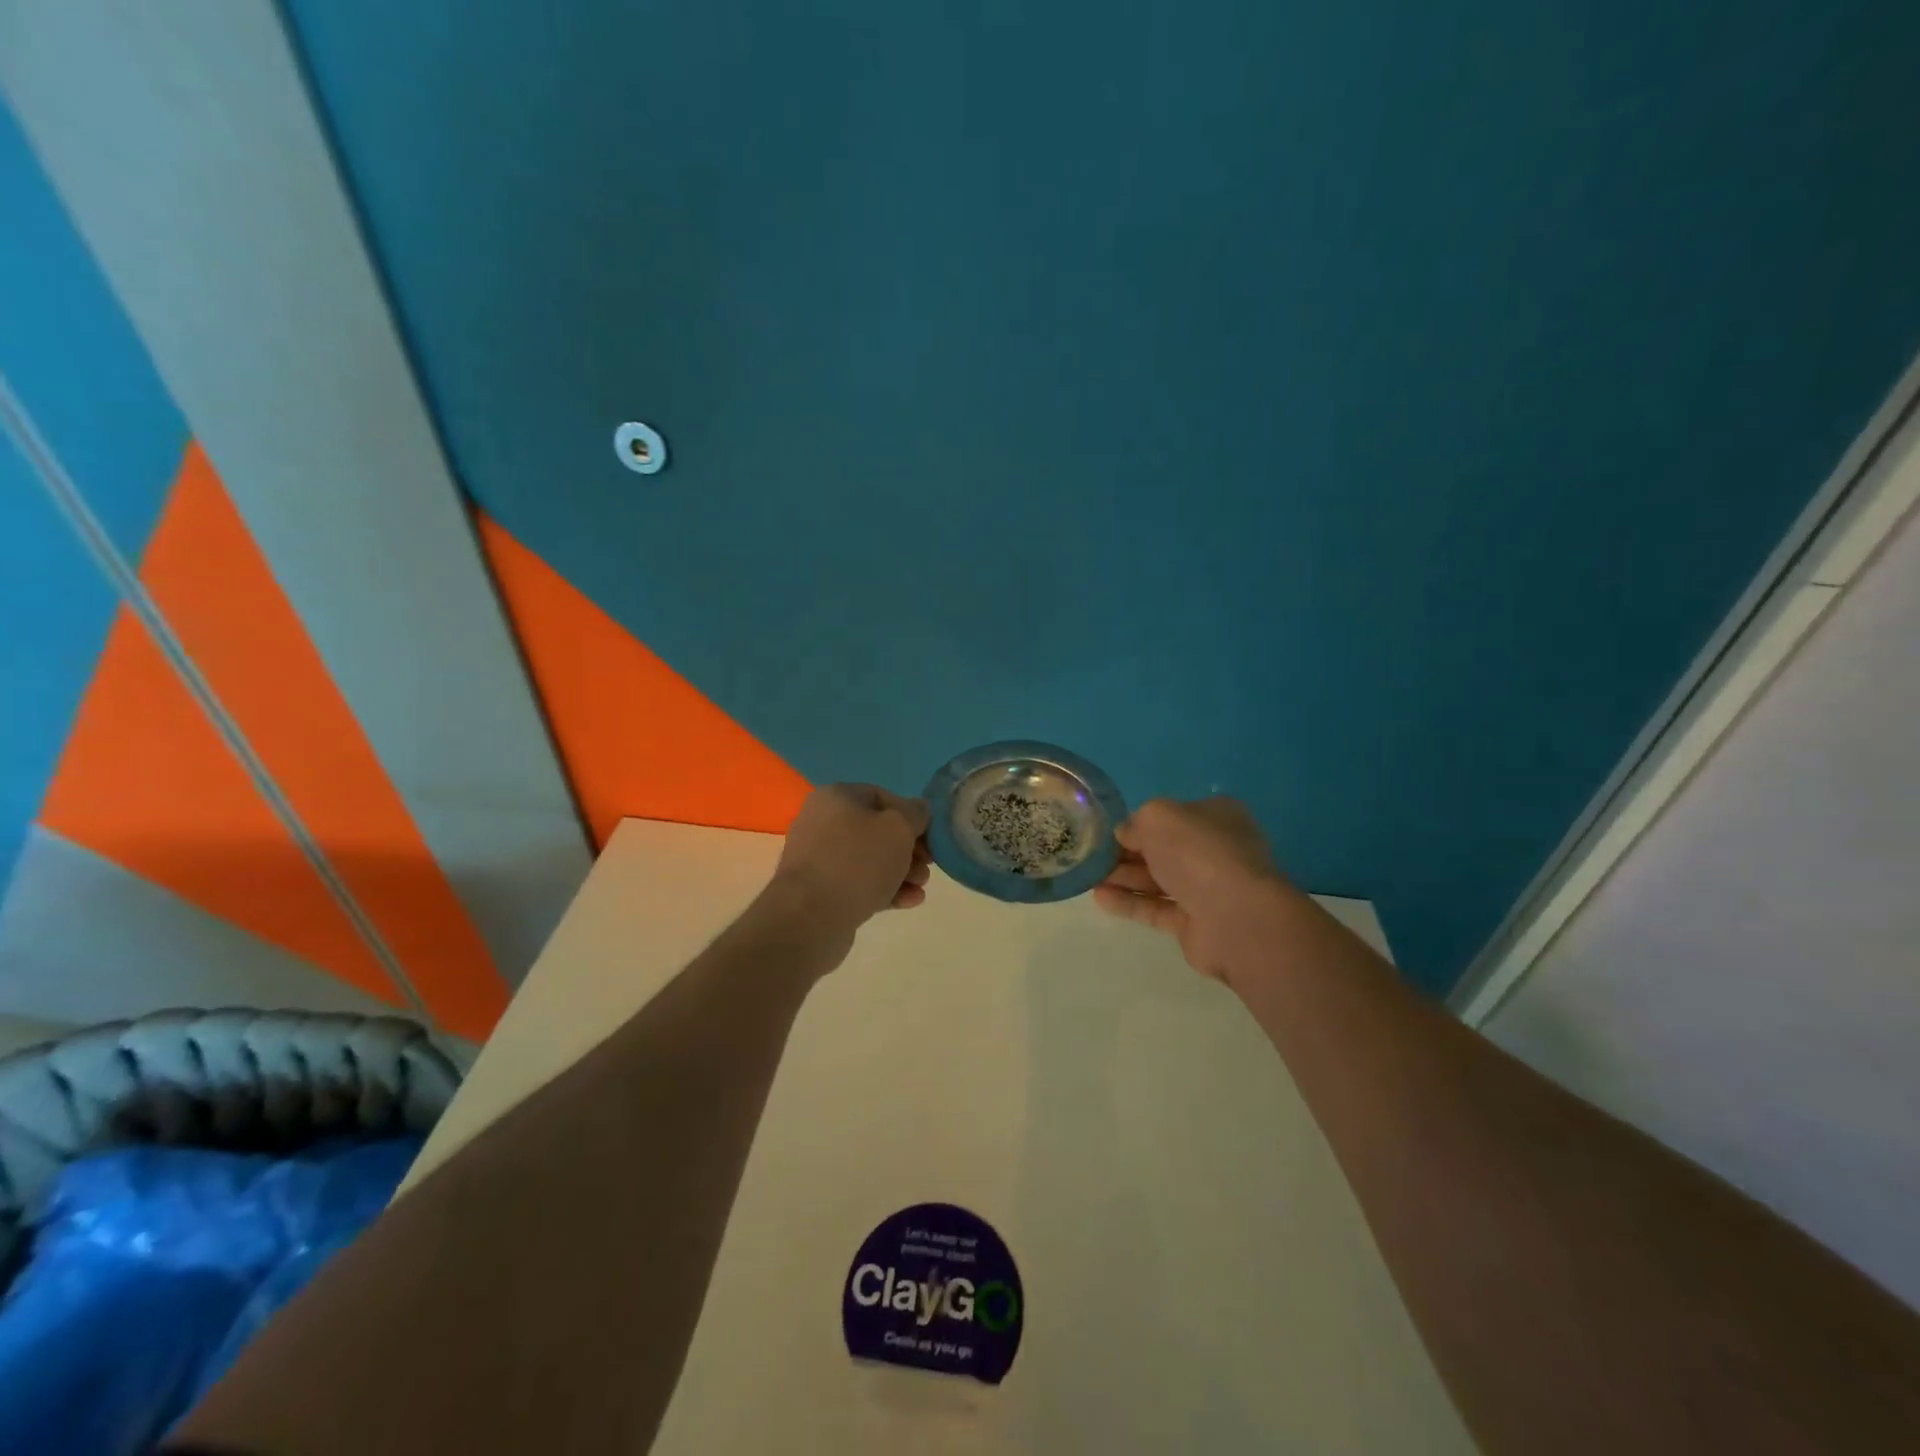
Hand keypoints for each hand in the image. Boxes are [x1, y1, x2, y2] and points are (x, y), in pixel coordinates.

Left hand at [770, 784, 931, 941]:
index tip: (930, 837)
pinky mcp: (821, 891)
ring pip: (870, 860)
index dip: (911, 815)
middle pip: (877, 830)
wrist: (810, 918)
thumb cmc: (857, 862)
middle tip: (928, 865)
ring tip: (921, 887)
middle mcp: (822, 822)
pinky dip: (885, 889)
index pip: (882, 796)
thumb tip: (918, 810)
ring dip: (901, 872)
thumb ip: (915, 814)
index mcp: (836, 797)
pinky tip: (909, 901)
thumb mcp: (898, 829)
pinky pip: (859, 884)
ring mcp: (819, 859)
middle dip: (909, 849)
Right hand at [1093, 797, 1287, 981]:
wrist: (1235, 916)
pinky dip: (1129, 903)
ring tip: (1088, 878)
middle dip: (1127, 853)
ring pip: (1158, 880)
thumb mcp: (1157, 817)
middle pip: (1163, 849)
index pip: (1172, 816)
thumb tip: (1125, 835)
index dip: (1139, 823)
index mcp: (1216, 816)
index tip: (1109, 832)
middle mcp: (1215, 850)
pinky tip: (1100, 899)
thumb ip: (1135, 822)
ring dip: (1123, 878)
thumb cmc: (1198, 852)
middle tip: (1092, 857)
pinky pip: (1156, 909)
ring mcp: (1208, 889)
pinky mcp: (1196, 923)